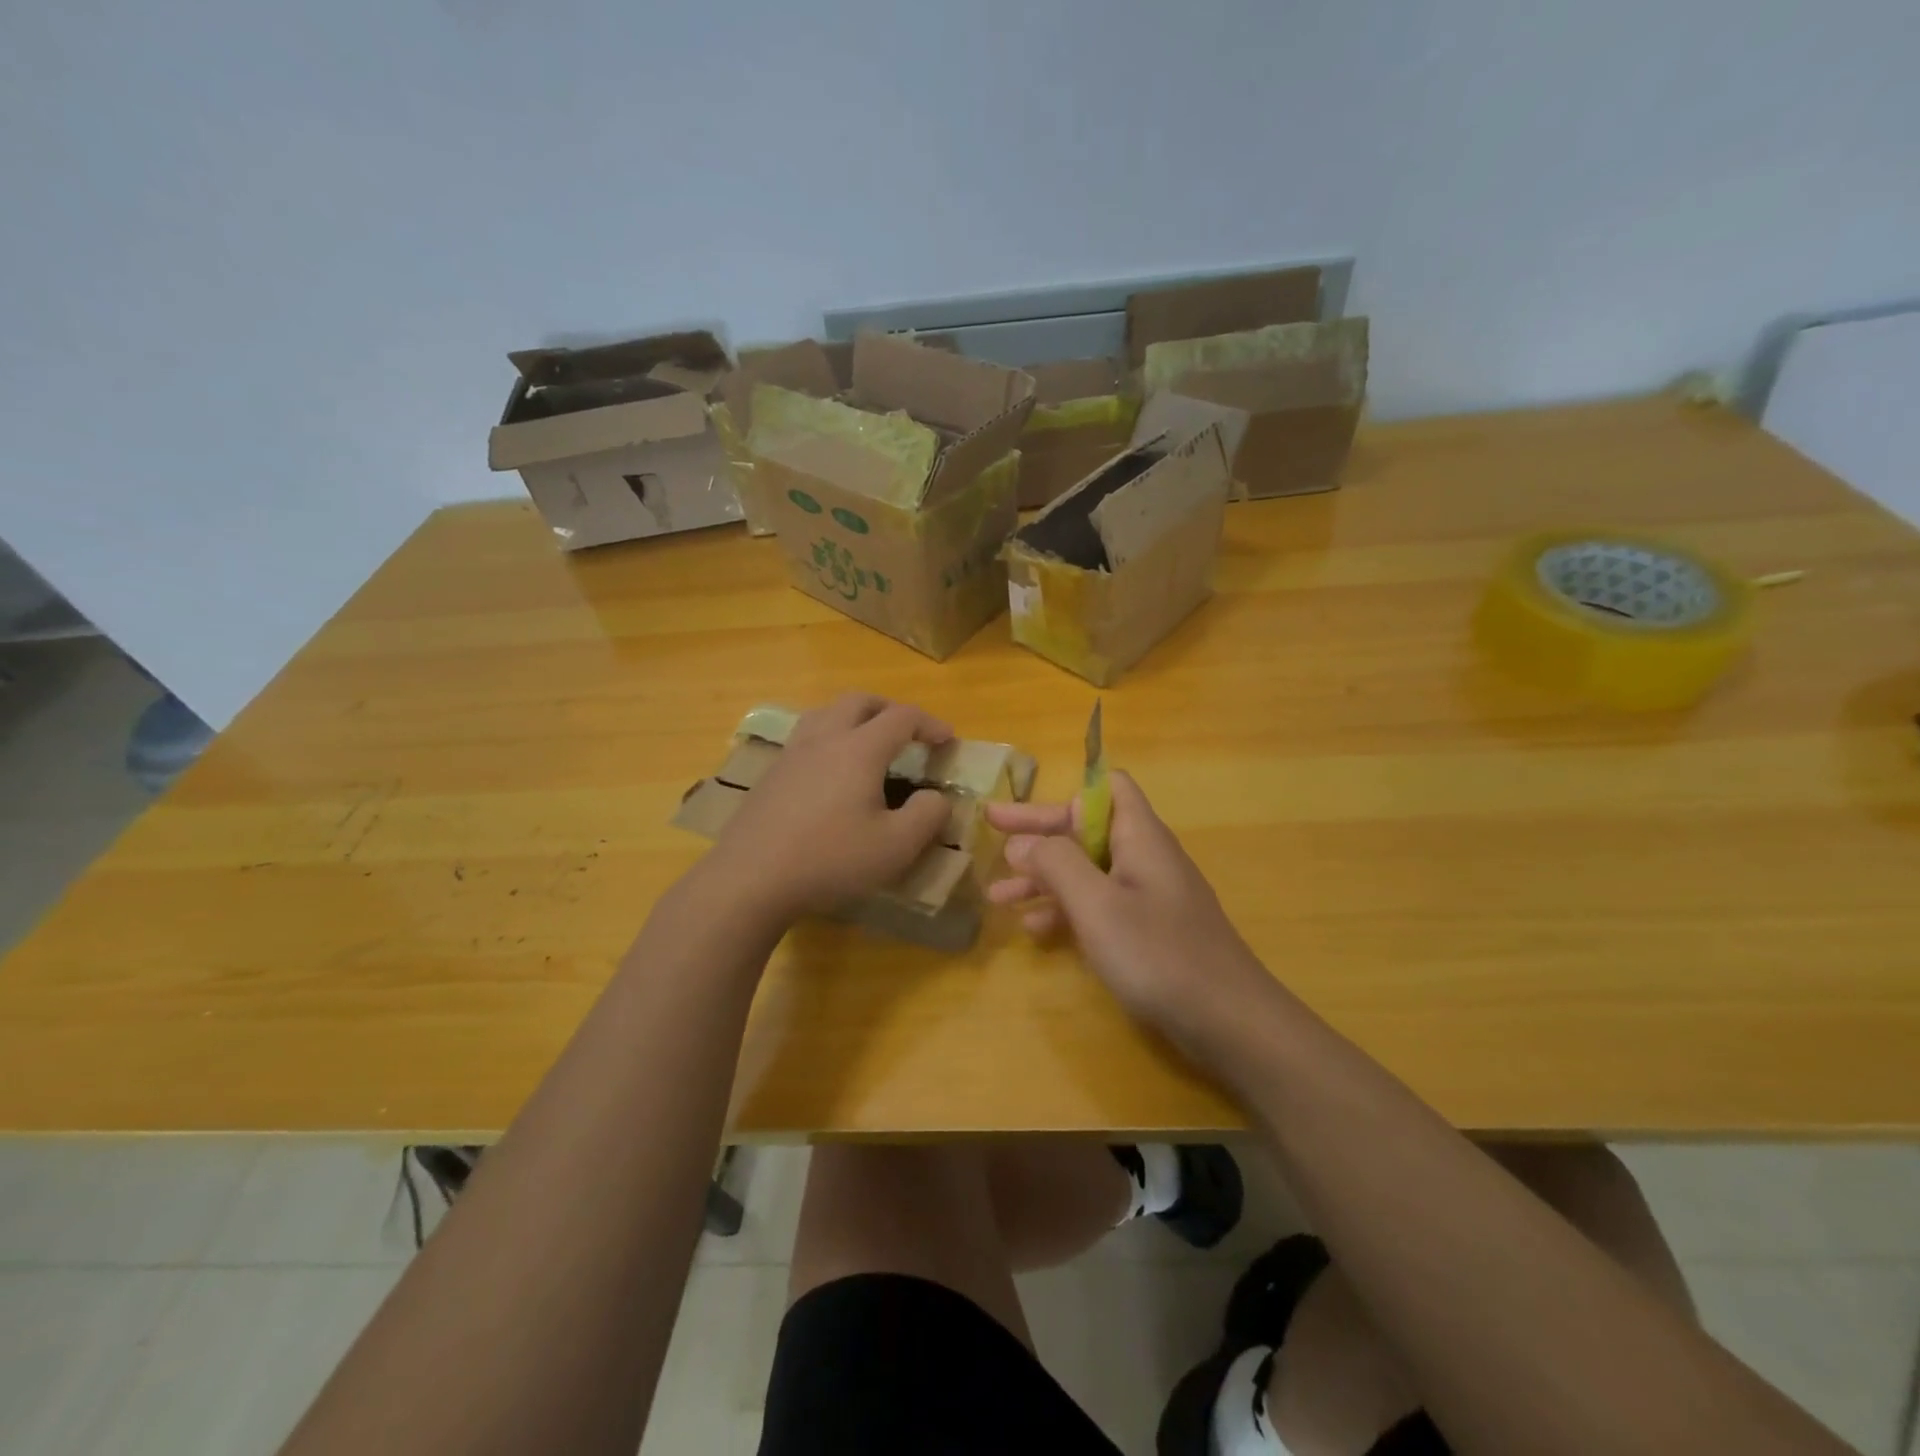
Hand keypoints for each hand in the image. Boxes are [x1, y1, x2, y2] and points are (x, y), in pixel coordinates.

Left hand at [708, 693, 952, 920]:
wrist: (750, 878)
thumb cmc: (830, 859)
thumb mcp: (895, 846)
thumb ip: (927, 815)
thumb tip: (937, 797)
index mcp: (859, 748)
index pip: (902, 717)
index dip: (930, 724)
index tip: (948, 741)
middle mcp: (825, 738)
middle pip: (860, 701)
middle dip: (890, 710)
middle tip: (908, 734)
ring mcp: (792, 752)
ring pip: (827, 712)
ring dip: (855, 718)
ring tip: (869, 744)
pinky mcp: (771, 773)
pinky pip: (807, 736)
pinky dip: (830, 738)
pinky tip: (831, 773)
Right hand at [984, 771, 1274, 1052]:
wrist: (1228, 1021)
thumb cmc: (1159, 953)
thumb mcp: (1097, 904)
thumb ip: (1055, 864)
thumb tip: (1021, 842)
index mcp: (1139, 836)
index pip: (1104, 788)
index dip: (1061, 793)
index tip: (1019, 812)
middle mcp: (1144, 857)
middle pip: (1086, 830)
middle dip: (1038, 836)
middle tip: (990, 838)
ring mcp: (1148, 895)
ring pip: (1087, 870)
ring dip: (1043, 878)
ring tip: (998, 897)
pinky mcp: (1148, 929)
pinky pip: (1099, 905)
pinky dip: (1066, 910)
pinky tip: (1035, 930)